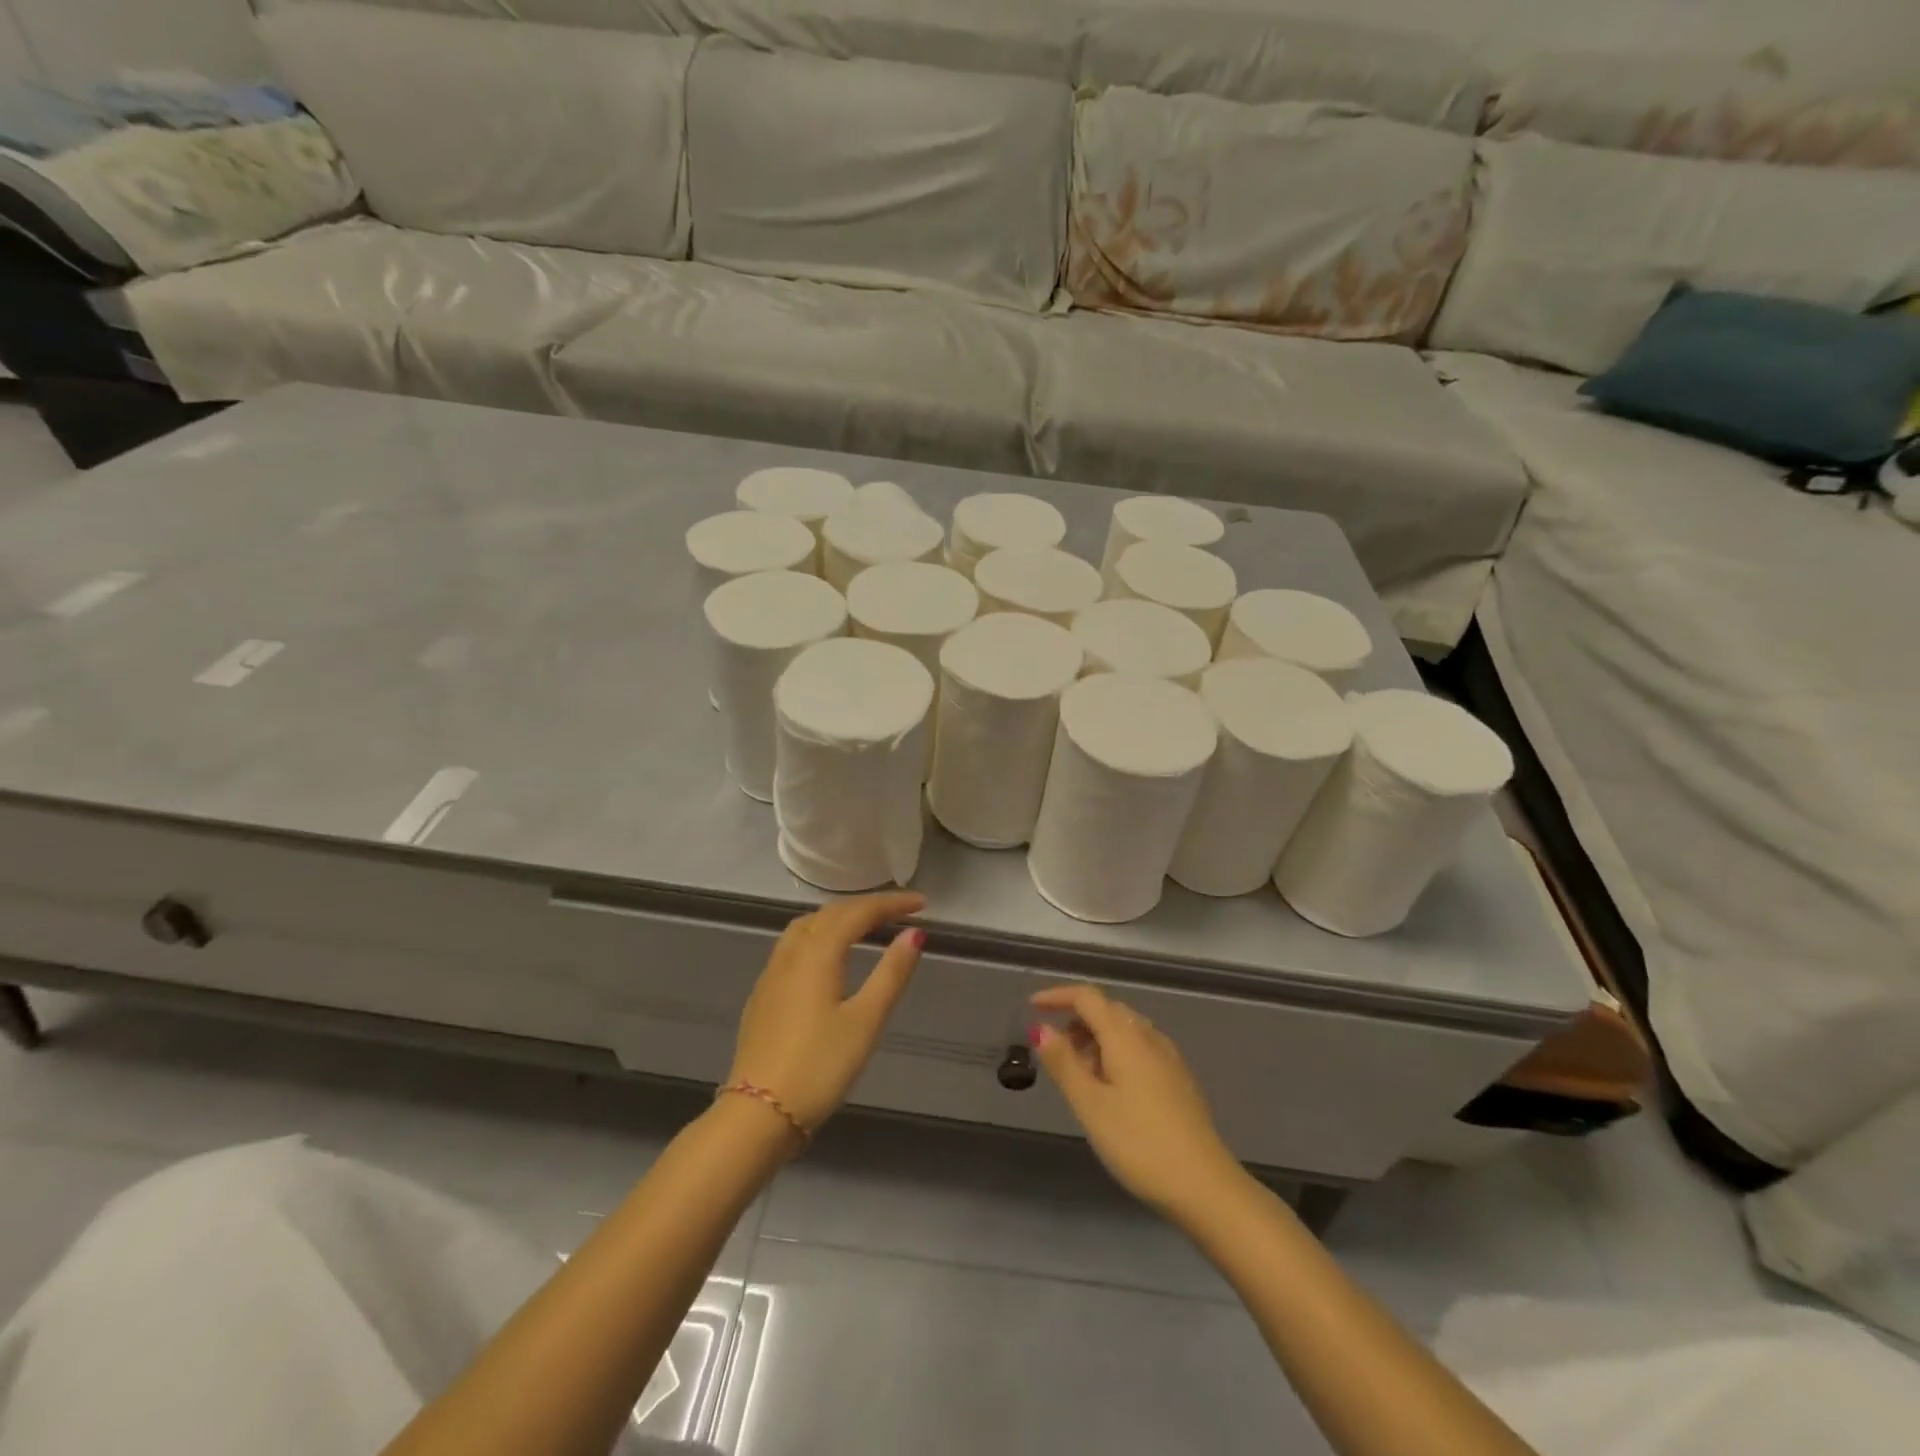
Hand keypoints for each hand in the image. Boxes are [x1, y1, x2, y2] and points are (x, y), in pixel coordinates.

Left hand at [728, 893, 925, 1136]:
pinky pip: (794, 946)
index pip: (858, 913)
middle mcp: (791, 953)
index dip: (891, 904)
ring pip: (807, 926)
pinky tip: (828, 958)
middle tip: (899, 912)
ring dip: (839, 918)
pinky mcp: (763, 995)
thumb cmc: (820, 1066)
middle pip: (830, 913)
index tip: (921, 904)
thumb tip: (915, 933)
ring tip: (866, 927)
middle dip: (866, 907)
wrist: (758, 1114)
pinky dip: (819, 936)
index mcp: (817, 953)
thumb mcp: (866, 1020)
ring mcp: (772, 974)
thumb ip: (892, 973)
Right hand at [1030, 984, 1243, 1217]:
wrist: (1206, 1187)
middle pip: (1108, 1010)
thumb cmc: (1140, 1144)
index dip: (1058, 996)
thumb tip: (1041, 1028)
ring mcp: (1169, 1058)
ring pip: (1125, 1030)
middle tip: (1053, 1049)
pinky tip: (1110, 1088)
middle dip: (1076, 1019)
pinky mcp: (1179, 1079)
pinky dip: (1116, 1053)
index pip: (1088, 997)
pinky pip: (1139, 1048)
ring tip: (1077, 1074)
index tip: (1032, 1007)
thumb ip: (1064, 1063)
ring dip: (1096, 1038)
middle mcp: (1150, 1037)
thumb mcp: (1091, 1106)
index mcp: (1126, 1037)